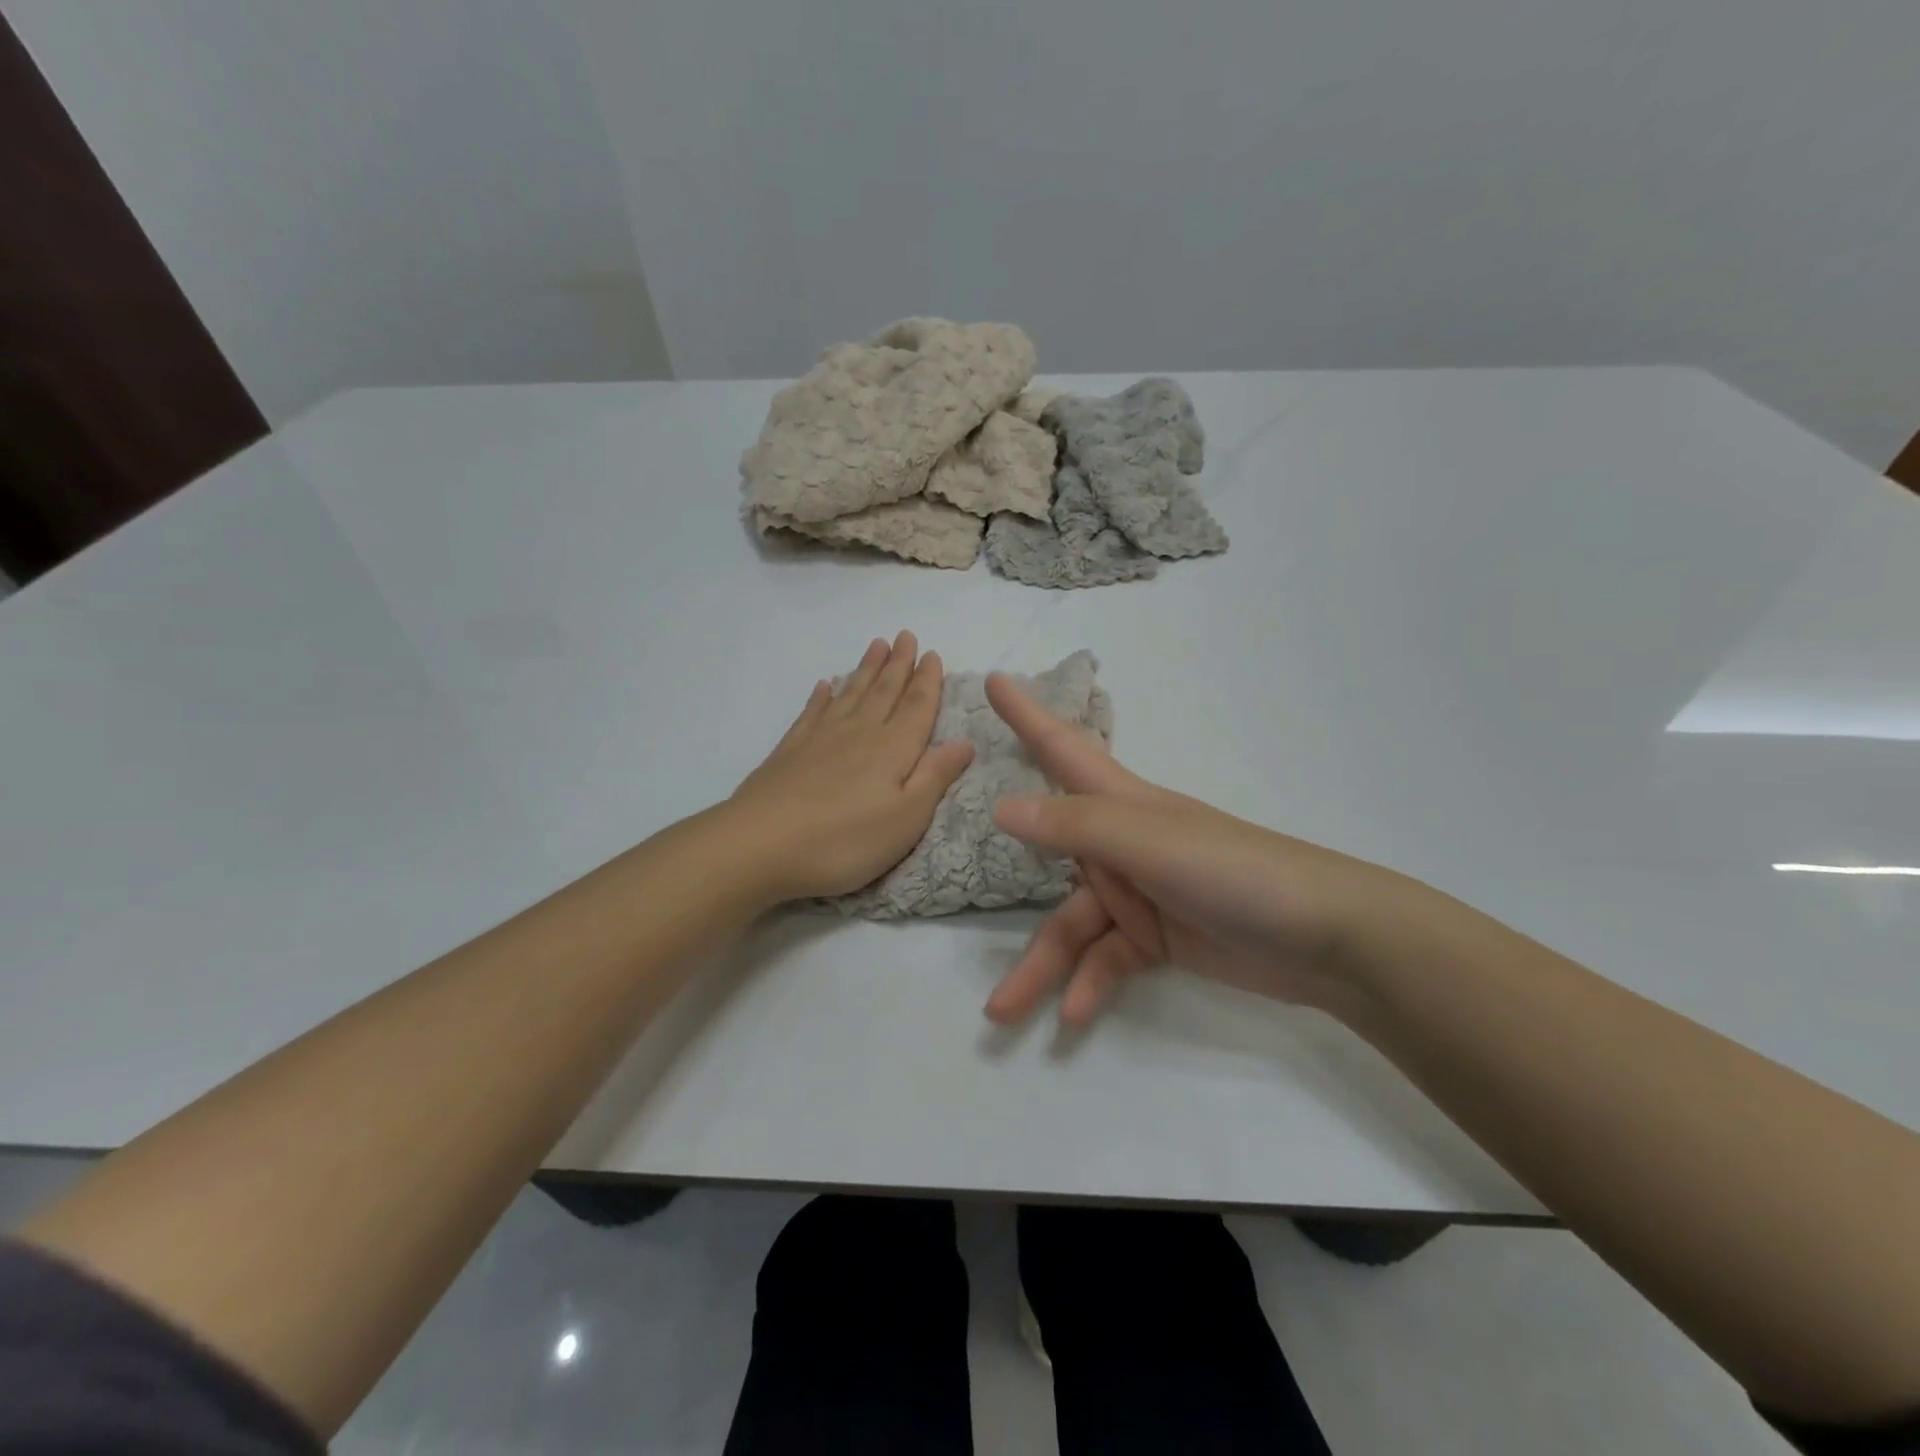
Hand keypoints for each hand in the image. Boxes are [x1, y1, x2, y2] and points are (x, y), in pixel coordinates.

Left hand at [728, 632, 974, 902]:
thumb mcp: (906, 819)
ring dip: (866, 669)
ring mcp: (821, 739)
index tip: (932, 654)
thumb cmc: (844, 840)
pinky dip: (821, 697)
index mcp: (893, 749)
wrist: (760, 845)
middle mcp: (860, 733)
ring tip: (876, 645)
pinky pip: (812, 713)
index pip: (916, 707)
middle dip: (898, 664)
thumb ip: (934, 777)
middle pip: (884, 691)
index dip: (927, 681)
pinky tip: (825, 685)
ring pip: (851, 694)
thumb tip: (965, 742)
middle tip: (905, 635)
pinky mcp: (790, 751)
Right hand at [982, 674, 1431, 1026]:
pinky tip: (1075, 1017)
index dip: (1027, 713)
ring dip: (1042, 967)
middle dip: (1008, 867)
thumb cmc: (1236, 871)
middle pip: (1048, 859)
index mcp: (1120, 802)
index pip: (1062, 746)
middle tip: (957, 868)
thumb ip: (1075, 827)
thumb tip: (1000, 809)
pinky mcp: (1157, 937)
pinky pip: (1107, 960)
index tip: (994, 681)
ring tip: (1001, 1012)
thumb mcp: (1149, 844)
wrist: (1326, 939)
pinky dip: (1090, 985)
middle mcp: (1122, 841)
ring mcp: (1138, 891)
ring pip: (1071, 926)